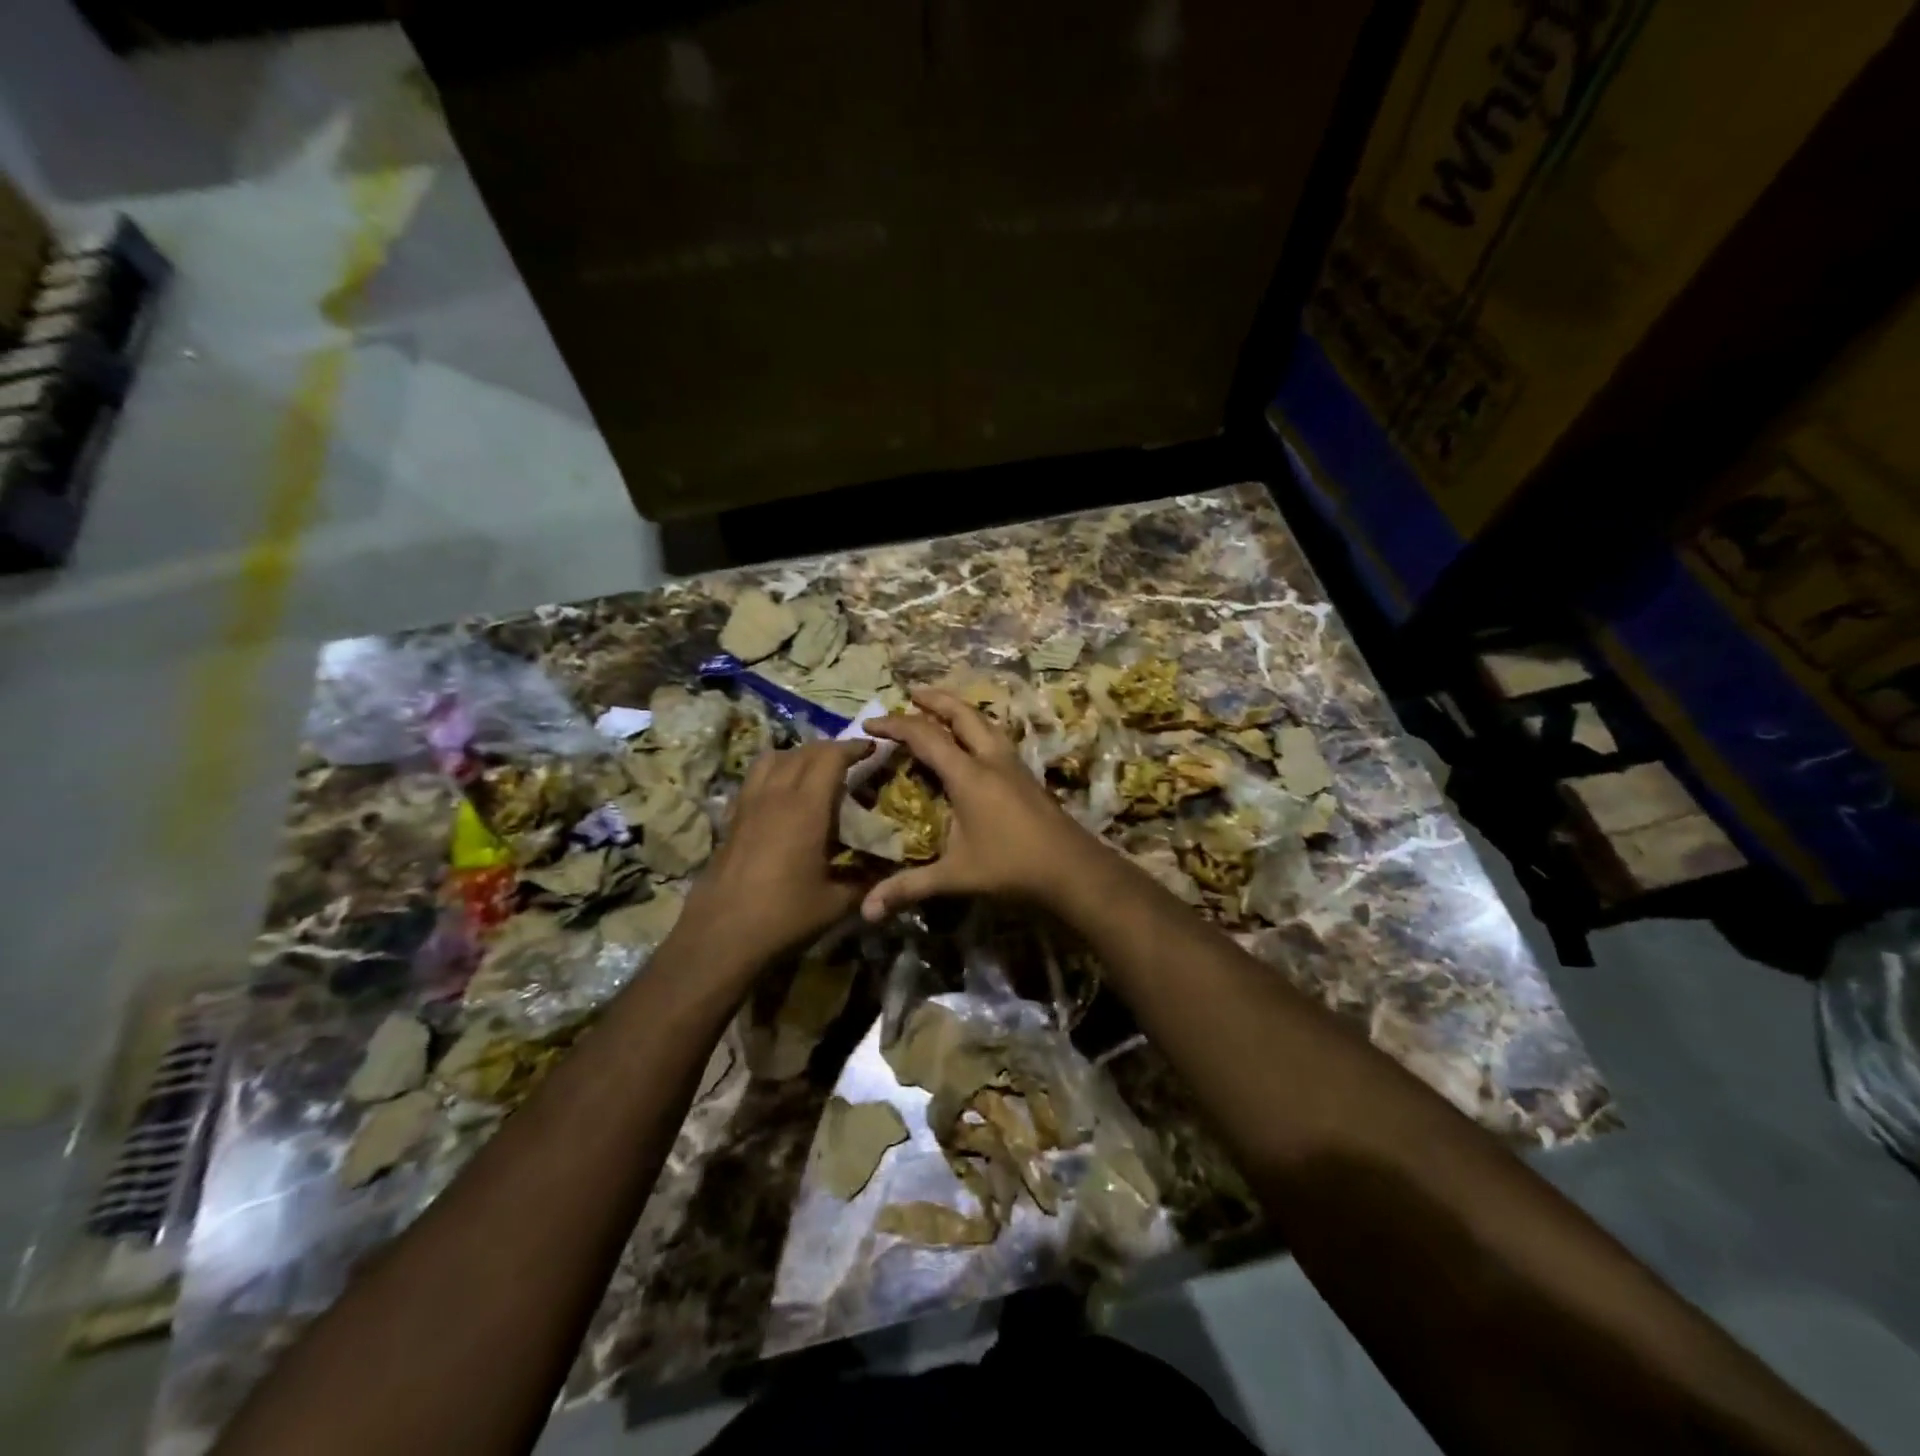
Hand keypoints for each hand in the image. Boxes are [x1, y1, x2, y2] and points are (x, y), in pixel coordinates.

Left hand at [673, 739, 872, 976]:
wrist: (721, 936)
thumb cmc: (784, 915)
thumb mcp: (836, 903)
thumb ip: (867, 882)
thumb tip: (891, 873)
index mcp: (805, 807)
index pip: (830, 757)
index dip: (853, 747)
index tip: (872, 748)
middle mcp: (775, 795)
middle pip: (802, 752)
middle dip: (829, 749)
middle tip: (850, 760)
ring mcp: (748, 805)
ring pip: (772, 759)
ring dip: (797, 756)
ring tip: (814, 771)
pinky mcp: (732, 820)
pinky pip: (754, 780)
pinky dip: (773, 774)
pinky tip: (782, 798)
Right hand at [860, 687, 1103, 921]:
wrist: (1072, 869)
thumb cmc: (1011, 867)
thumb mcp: (956, 876)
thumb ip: (910, 888)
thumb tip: (866, 912)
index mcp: (969, 775)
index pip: (925, 737)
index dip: (895, 726)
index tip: (869, 724)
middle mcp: (991, 760)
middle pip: (962, 714)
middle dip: (934, 700)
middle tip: (912, 692)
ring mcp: (1013, 765)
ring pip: (985, 722)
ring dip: (960, 709)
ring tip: (943, 708)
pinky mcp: (1027, 776)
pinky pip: (997, 737)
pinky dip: (978, 728)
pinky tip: (977, 742)